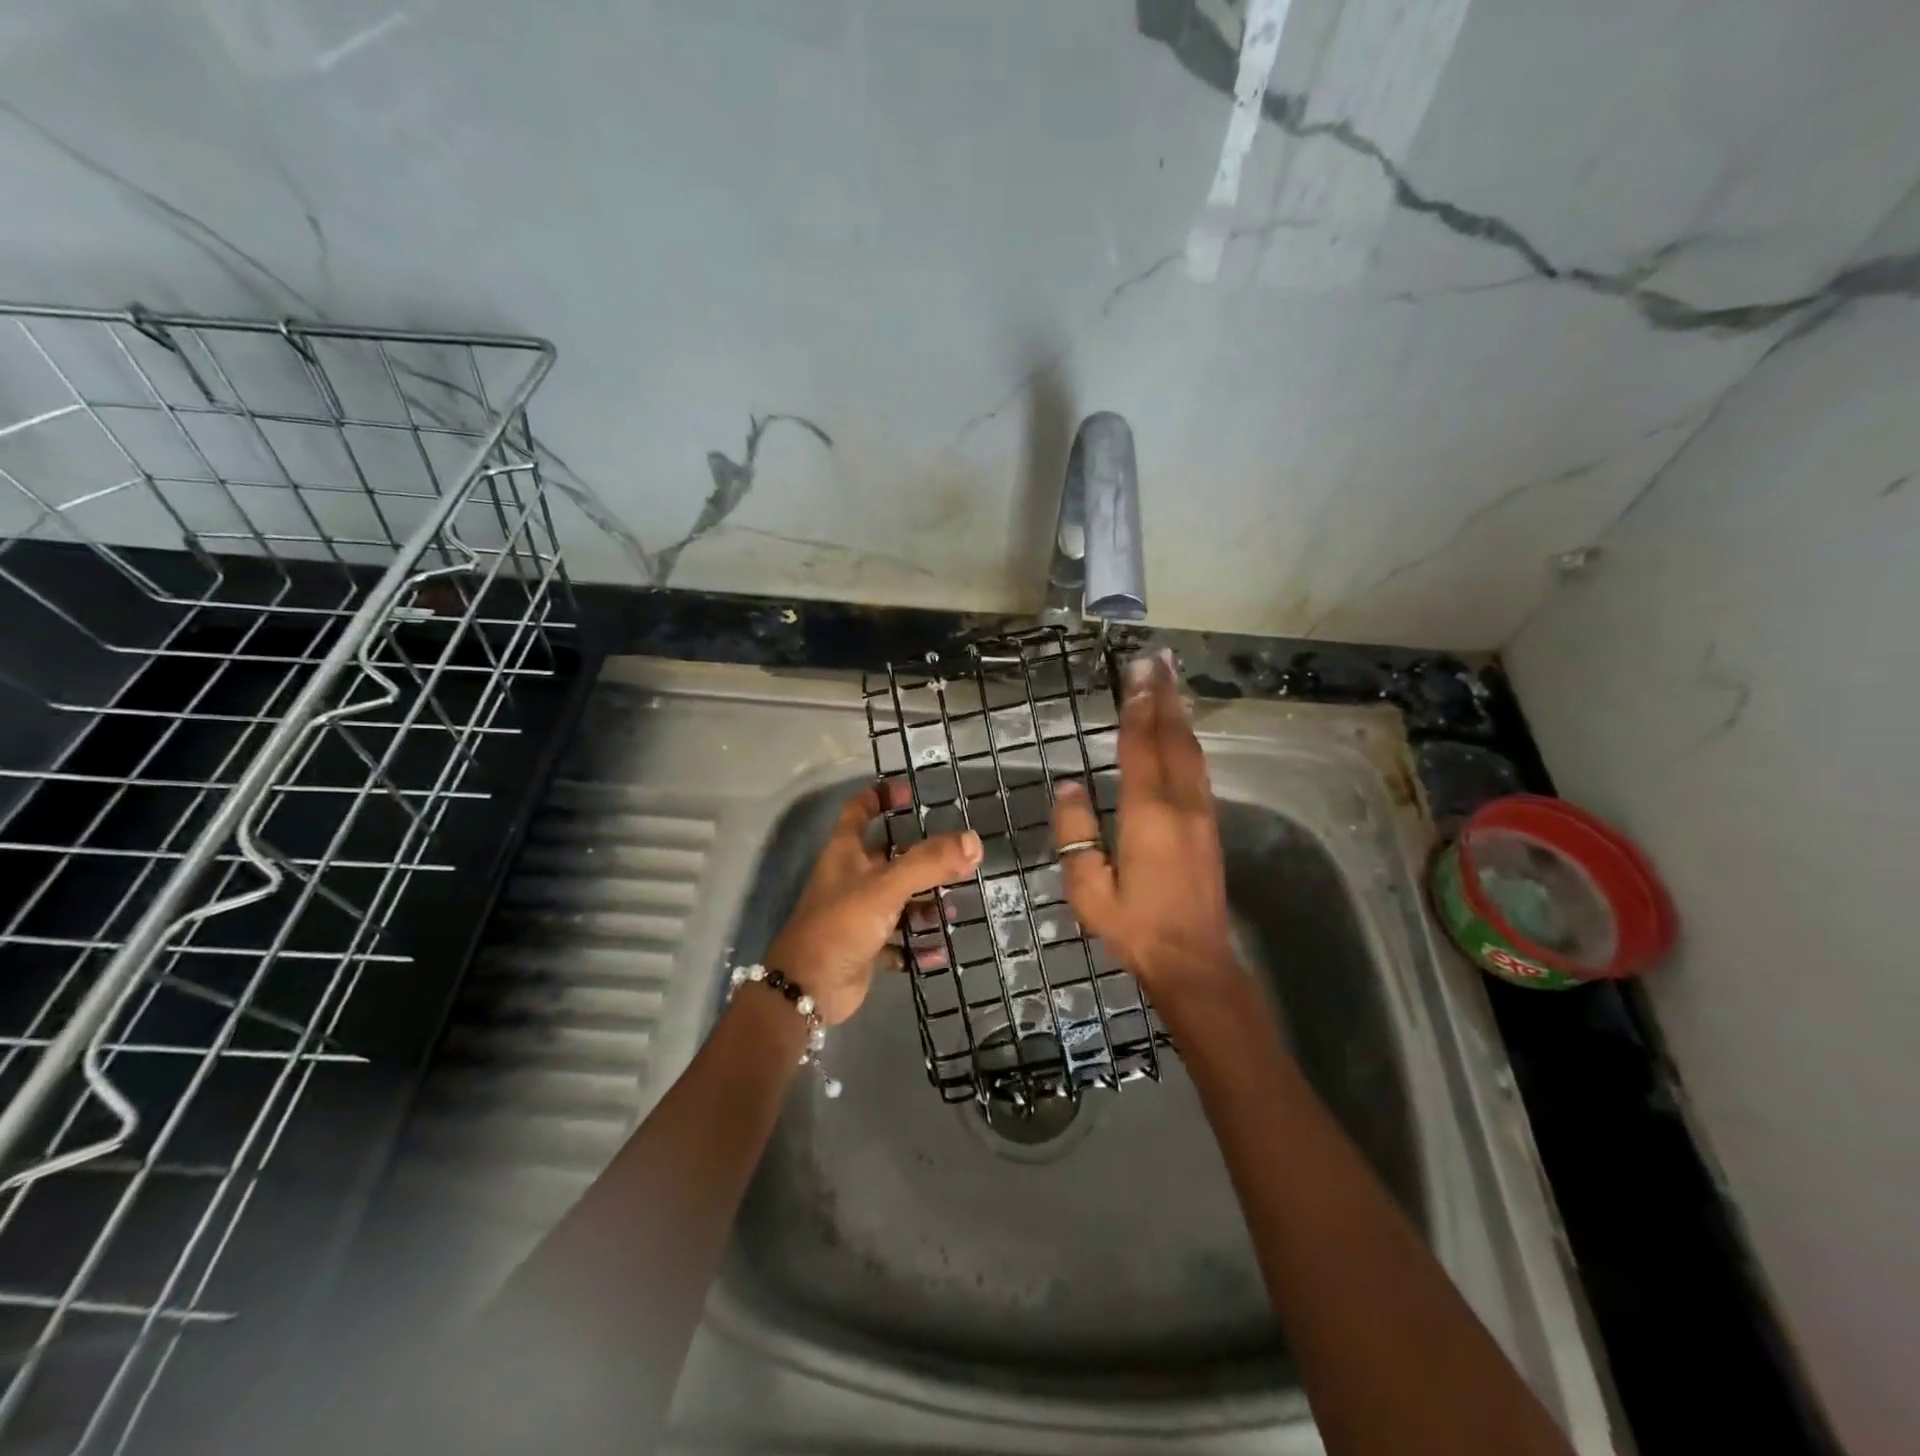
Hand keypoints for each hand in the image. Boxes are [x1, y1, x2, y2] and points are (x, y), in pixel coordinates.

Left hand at [766, 782, 981, 1025]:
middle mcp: (851, 878)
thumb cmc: (842, 924)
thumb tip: (974, 841)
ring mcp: (858, 914)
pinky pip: (899, 941)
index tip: (909, 791)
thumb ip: (930, 863)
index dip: (881, 796)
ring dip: (925, 905)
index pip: (859, 810)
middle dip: (923, 859)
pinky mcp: (865, 947)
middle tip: (957, 860)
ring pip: (899, 900)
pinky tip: (938, 952)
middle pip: (890, 857)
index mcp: (846, 852)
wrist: (808, 989)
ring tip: (953, 910)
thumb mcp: (887, 886)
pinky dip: (917, 945)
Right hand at [1052, 649, 1236, 999]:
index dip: (1137, 707)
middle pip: (1172, 738)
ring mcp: (1201, 812)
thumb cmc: (1134, 926)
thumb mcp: (1087, 888)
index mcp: (1148, 815)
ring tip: (1172, 680)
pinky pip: (1199, 768)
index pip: (1140, 747)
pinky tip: (1185, 730)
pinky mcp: (1210, 824)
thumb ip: (1075, 834)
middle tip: (1158, 659)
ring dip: (1180, 712)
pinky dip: (1190, 739)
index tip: (1136, 672)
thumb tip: (1069, 786)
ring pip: (1192, 750)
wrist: (1194, 960)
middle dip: (1164, 696)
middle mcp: (1180, 803)